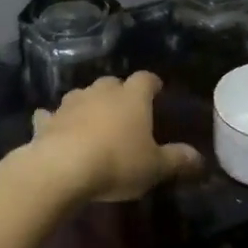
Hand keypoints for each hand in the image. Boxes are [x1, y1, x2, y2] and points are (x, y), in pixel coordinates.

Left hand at [29, 73, 203, 201]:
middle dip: (119, 93)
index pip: (146, 79)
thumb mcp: (155, 167)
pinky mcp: (47, 120)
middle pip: (112, 83)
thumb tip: (200, 158)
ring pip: (83, 94)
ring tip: (93, 120)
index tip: (156, 91)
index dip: (152, 84)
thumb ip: (178, 160)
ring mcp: (71, 103)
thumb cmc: (117, 162)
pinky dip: (55, 120)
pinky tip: (55, 128)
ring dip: (88, 104)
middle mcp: (101, 92)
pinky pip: (51, 115)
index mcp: (132, 97)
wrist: (62, 169)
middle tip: (125, 111)